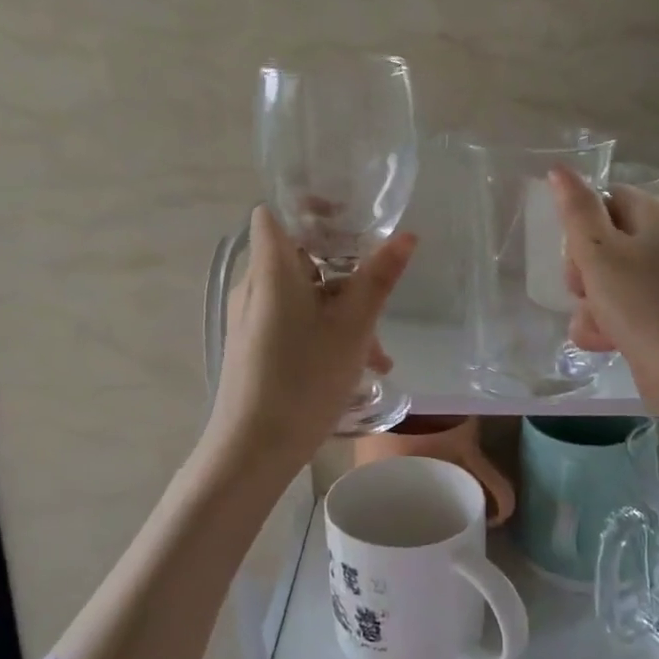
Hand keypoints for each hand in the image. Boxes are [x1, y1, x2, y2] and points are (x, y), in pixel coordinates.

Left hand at [206, 206, 415, 473]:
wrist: (250, 450)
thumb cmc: (303, 378)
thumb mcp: (353, 327)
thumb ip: (379, 277)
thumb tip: (407, 235)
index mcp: (271, 268)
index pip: (276, 212)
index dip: (310, 208)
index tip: (349, 220)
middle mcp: (254, 285)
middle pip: (300, 257)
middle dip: (345, 274)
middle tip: (378, 295)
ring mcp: (251, 317)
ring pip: (303, 295)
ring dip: (343, 312)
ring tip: (379, 356)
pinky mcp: (253, 344)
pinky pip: (293, 320)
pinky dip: (324, 331)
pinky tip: (357, 369)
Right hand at [550, 167, 658, 427]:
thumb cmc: (642, 304)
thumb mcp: (599, 252)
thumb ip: (576, 210)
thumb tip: (559, 169)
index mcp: (658, 216)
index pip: (606, 200)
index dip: (582, 225)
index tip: (576, 253)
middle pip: (602, 241)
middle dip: (582, 270)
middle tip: (585, 289)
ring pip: (605, 280)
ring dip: (589, 303)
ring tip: (598, 322)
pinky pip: (619, 308)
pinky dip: (606, 323)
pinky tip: (604, 341)